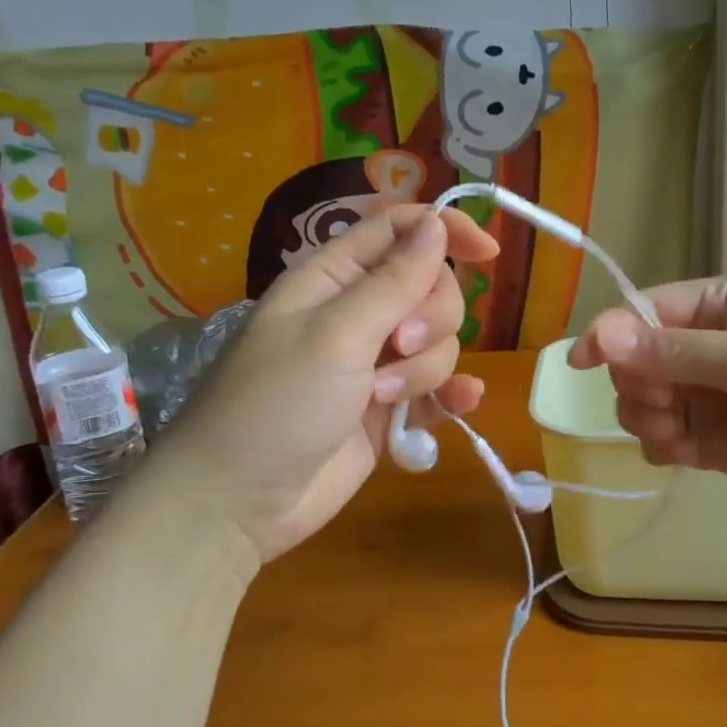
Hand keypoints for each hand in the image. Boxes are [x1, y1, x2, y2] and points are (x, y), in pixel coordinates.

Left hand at [160, 204, 498, 559]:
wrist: (237, 503)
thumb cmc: (276, 403)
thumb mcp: (335, 335)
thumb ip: (393, 281)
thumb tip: (437, 223)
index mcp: (335, 277)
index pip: (400, 229)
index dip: (445, 230)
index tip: (488, 252)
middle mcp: (359, 312)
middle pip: (431, 286)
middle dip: (431, 317)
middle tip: (397, 348)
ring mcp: (376, 362)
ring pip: (440, 340)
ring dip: (424, 369)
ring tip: (382, 398)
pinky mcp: (389, 408)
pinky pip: (438, 388)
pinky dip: (451, 394)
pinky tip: (460, 405)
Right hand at [568, 278, 726, 514]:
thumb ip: (678, 353)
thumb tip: (600, 336)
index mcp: (718, 307)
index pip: (642, 313)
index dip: (610, 335)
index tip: (582, 364)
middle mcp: (706, 347)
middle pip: (635, 361)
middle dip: (637, 386)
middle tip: (667, 409)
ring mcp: (711, 396)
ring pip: (644, 402)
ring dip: (646, 419)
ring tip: (680, 438)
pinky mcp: (718, 442)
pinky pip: (665, 439)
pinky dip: (662, 447)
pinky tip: (684, 456)